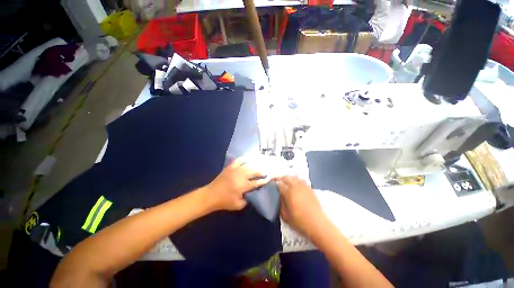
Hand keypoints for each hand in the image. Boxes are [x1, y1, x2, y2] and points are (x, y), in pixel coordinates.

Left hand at [205, 158, 268, 210]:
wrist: (210, 195)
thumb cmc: (224, 202)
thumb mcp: (238, 205)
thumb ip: (247, 200)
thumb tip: (252, 193)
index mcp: (242, 186)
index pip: (256, 182)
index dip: (263, 180)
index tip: (268, 178)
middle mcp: (240, 176)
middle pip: (254, 171)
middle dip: (261, 171)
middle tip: (266, 171)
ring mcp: (235, 170)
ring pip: (248, 165)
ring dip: (255, 164)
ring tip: (261, 164)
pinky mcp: (230, 167)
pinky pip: (239, 160)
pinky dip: (245, 158)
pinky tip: (249, 158)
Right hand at [277, 176, 327, 238]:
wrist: (318, 224)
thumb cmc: (300, 221)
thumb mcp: (285, 216)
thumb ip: (280, 204)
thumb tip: (279, 197)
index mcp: (288, 192)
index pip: (279, 183)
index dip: (273, 183)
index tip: (270, 184)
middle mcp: (295, 186)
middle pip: (286, 177)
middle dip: (280, 178)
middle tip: (276, 181)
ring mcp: (303, 186)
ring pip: (293, 176)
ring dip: (288, 177)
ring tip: (285, 182)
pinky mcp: (309, 188)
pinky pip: (301, 179)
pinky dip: (296, 179)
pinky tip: (295, 184)